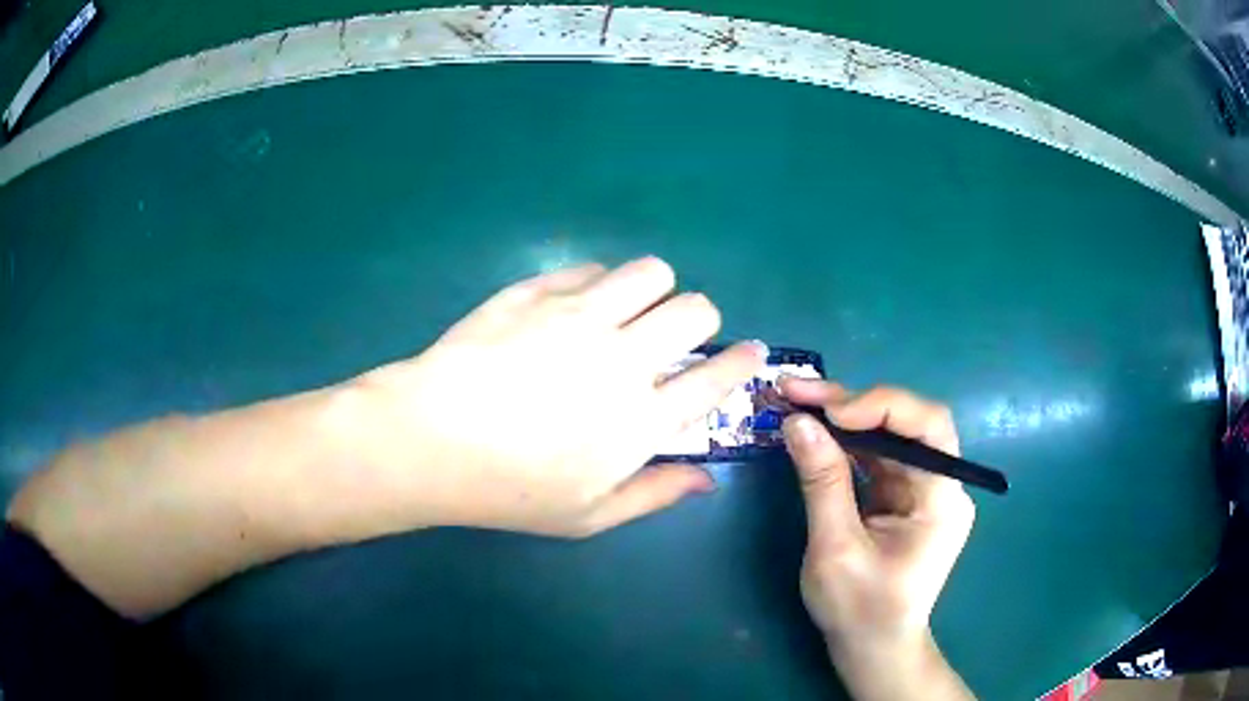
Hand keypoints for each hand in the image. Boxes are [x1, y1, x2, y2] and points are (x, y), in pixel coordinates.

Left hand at [339, 257, 765, 537]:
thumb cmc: (509, 489)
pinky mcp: (538, 291)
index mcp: (643, 418)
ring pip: (650, 272)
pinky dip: (598, 283)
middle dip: (699, 319)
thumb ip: (656, 494)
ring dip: (653, 290)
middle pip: (695, 310)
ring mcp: (579, 316)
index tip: (749, 353)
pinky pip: (591, 268)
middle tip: (674, 337)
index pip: (716, 376)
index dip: (742, 360)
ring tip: (629, 311)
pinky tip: (577, 305)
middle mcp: (624, 357)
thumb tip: (708, 478)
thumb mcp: (588, 515)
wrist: (430, 440)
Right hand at [779, 380, 975, 698]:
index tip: (828, 410)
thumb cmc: (860, 610)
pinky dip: (844, 443)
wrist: (873, 648)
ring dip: (842, 418)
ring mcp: (922, 490)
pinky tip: (814, 432)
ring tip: (795, 402)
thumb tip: (797, 422)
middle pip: (906, 423)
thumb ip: (822, 483)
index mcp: (942, 499)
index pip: (929, 425)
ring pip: (888, 436)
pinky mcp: (902, 497)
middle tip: (796, 391)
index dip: (881, 405)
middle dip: (852, 403)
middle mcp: (941, 484)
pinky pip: (876, 458)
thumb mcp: (836, 550)